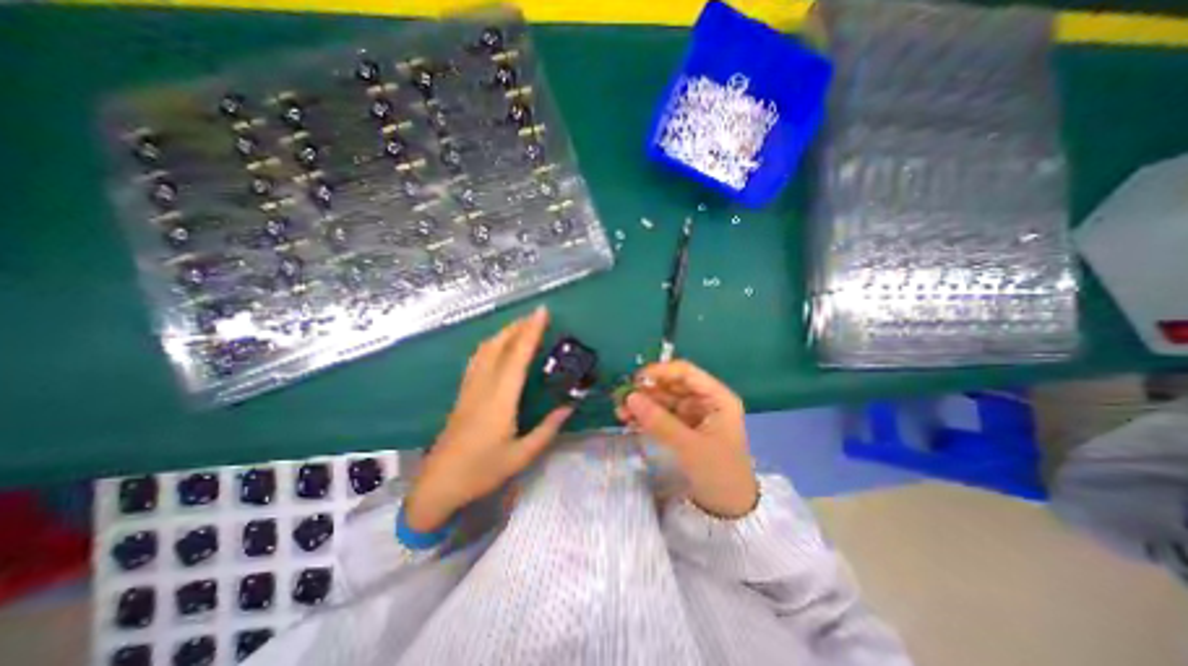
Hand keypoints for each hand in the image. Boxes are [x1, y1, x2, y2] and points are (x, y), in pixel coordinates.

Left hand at [407, 307, 571, 530]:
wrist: (438, 485)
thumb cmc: (482, 472)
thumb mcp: (522, 455)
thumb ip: (547, 429)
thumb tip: (569, 407)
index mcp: (500, 399)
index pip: (518, 356)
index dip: (531, 331)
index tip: (542, 312)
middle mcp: (483, 386)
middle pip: (499, 345)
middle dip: (518, 326)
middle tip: (536, 315)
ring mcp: (469, 388)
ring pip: (485, 349)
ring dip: (503, 332)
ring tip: (521, 326)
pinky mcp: (462, 394)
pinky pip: (477, 359)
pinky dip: (491, 345)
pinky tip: (497, 346)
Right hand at [616, 360, 754, 520]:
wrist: (729, 511)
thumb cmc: (719, 473)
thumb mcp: (689, 447)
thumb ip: (659, 421)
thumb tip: (630, 397)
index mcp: (716, 398)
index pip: (686, 372)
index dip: (660, 371)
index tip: (635, 380)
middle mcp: (704, 401)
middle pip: (672, 386)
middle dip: (647, 391)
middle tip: (621, 399)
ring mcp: (693, 415)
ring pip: (663, 400)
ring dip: (643, 404)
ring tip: (620, 412)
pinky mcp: (683, 429)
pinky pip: (661, 416)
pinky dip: (646, 417)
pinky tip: (629, 421)